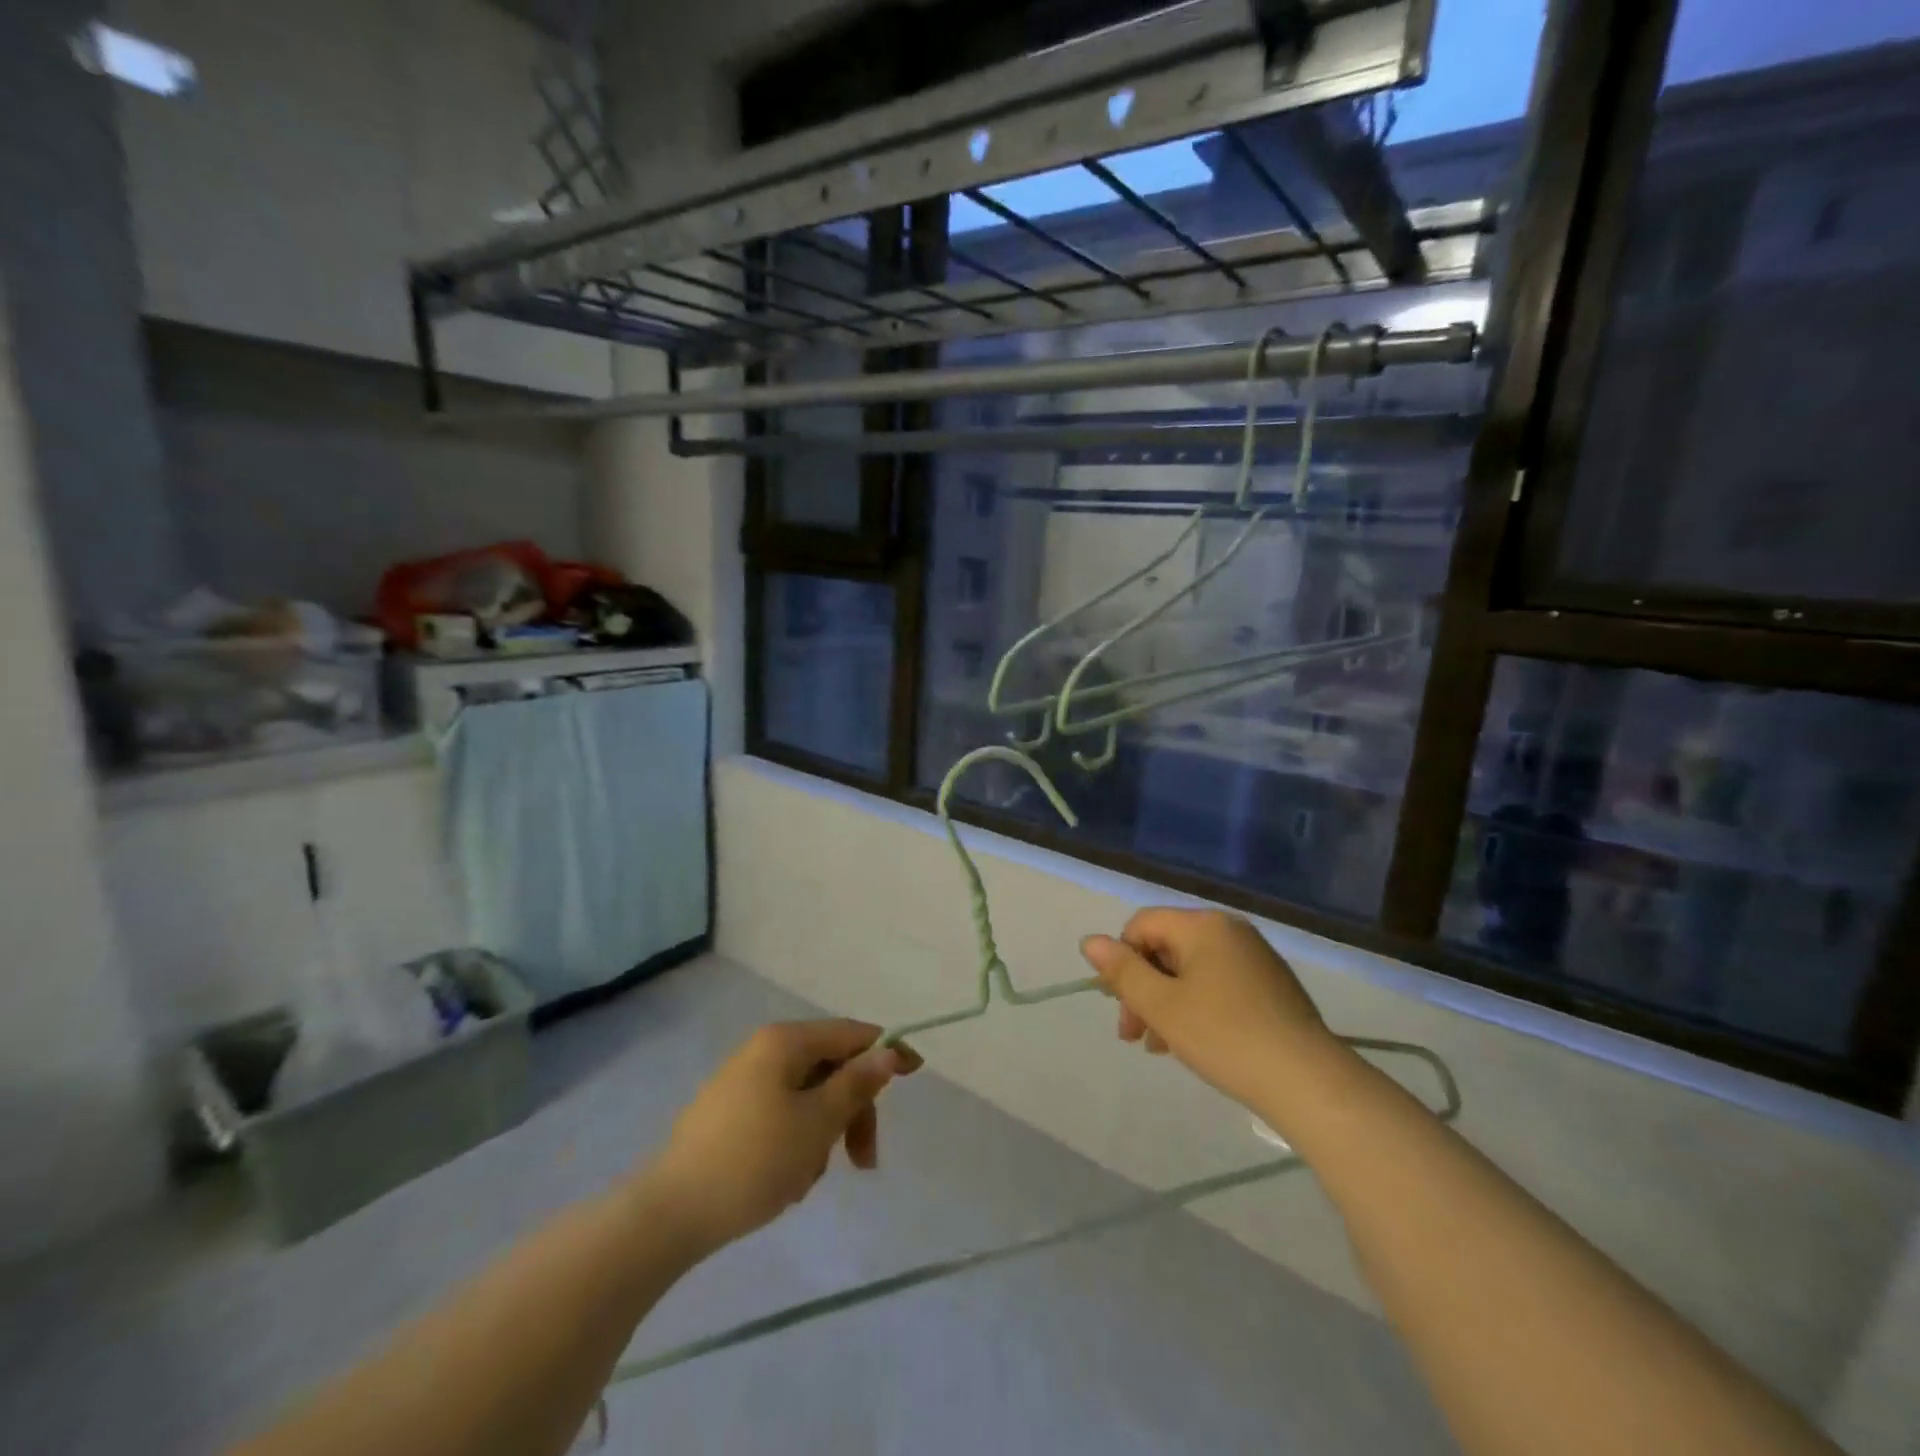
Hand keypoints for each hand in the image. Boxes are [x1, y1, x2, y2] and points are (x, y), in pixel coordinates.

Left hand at [644, 1021, 920, 1254]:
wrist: (668, 1215)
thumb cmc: (752, 1161)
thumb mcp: (817, 1123)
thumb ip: (857, 1084)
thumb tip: (888, 1051)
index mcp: (785, 1042)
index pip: (851, 1033)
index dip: (886, 1051)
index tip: (917, 1074)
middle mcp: (765, 1050)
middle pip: (831, 1068)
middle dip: (852, 1112)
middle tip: (863, 1162)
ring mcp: (744, 1082)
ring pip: (808, 1097)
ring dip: (824, 1134)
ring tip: (809, 1179)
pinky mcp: (731, 1114)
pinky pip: (783, 1115)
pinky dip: (797, 1143)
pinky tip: (787, 1181)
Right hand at [1080, 908, 1334, 1112]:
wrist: (1307, 1081)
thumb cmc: (1224, 1036)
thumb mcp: (1162, 1006)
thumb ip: (1123, 971)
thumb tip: (1090, 941)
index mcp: (1203, 925)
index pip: (1142, 925)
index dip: (1122, 962)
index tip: (1121, 1008)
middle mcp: (1230, 930)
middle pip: (1166, 948)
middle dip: (1144, 989)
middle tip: (1135, 1036)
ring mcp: (1255, 957)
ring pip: (1191, 970)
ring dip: (1167, 1003)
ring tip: (1160, 1047)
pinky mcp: (1271, 985)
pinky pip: (1218, 984)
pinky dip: (1197, 1007)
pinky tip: (1193, 1043)